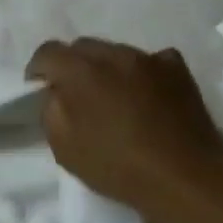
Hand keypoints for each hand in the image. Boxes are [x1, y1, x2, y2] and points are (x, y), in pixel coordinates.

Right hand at [25, 37, 222, 213]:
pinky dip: (139, 73)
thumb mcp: (64, 147)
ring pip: (116, 53)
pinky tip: (143, 96)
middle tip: (74, 96)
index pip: (48, 52)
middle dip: (72, 66)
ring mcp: (150, 59)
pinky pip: (149, 61)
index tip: (39, 90)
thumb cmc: (116, 166)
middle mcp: (115, 55)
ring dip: (106, 69)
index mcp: (81, 72)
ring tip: (112, 99)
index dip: (38, 70)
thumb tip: (56, 92)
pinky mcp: (178, 69)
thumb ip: (51, 110)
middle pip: (83, 47)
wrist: (184, 175)